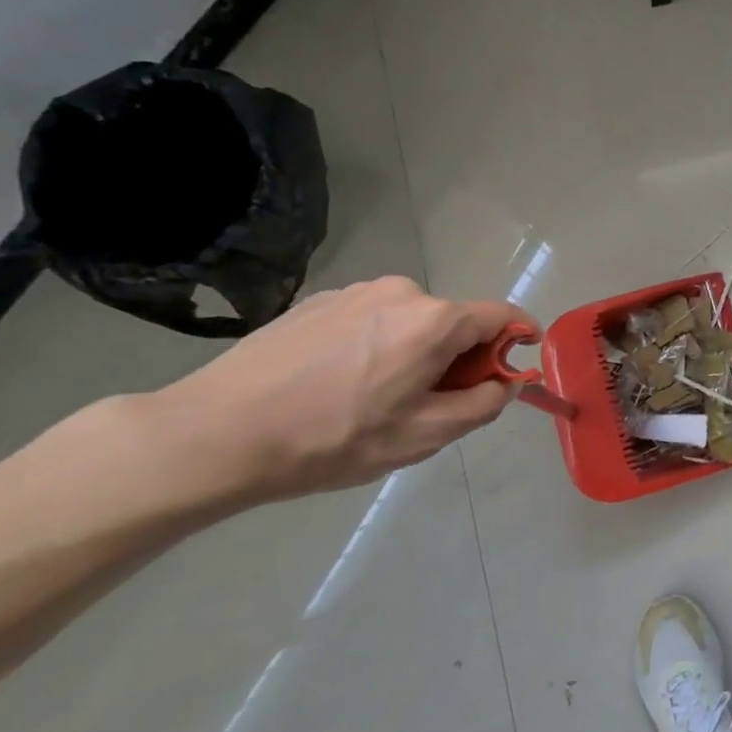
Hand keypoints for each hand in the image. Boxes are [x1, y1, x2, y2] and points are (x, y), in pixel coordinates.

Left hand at [151, 277, 526, 502]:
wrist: (214, 434)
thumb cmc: (332, 440)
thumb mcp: (423, 436)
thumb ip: (484, 404)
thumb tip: (510, 382)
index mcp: (435, 320)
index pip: (503, 315)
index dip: (517, 341)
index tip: (510, 373)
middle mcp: (402, 291)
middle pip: (455, 321)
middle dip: (459, 358)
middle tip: (428, 405)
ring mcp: (356, 291)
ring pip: (412, 321)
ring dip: (415, 351)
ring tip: (373, 398)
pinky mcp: (318, 301)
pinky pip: (371, 319)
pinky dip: (376, 345)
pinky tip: (335, 383)